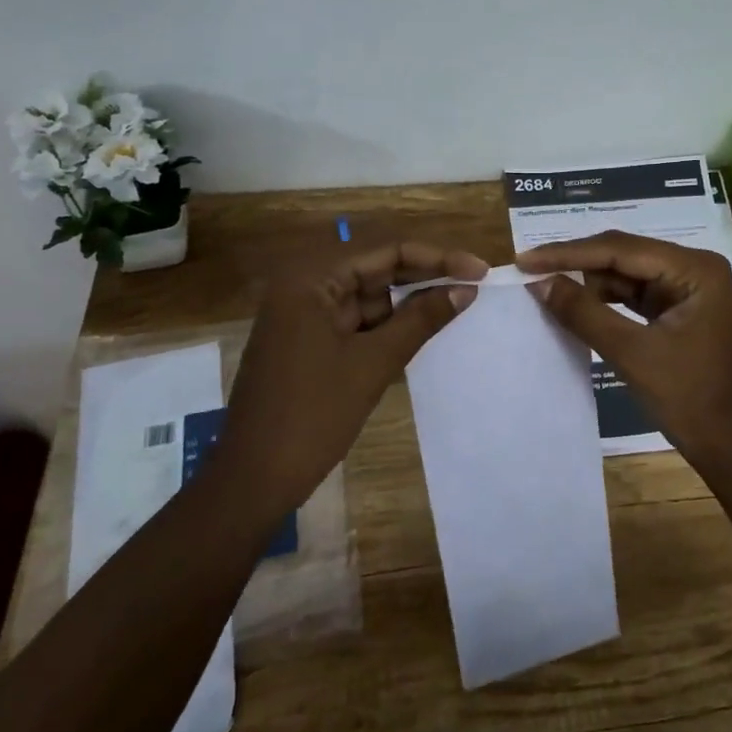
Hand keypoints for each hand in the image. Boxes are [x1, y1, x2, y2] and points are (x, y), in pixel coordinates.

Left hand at [215, 241, 487, 526]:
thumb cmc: (312, 416)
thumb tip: (466, 289)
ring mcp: (304, 315)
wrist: (253, 480)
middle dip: (425, 276)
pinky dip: (389, 325)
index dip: (437, 257)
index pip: (385, 251)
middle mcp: (305, 286)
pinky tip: (424, 327)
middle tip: (474, 284)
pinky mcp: (309, 342)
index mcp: (311, 279)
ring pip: (369, 296)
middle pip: (376, 268)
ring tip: (458, 303)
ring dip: (409, 301)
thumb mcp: (373, 364)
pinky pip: (357, 321)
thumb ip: (421, 320)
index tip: (479, 270)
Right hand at [516, 231, 731, 473]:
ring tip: (543, 286)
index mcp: (694, 269)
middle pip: (623, 255)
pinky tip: (573, 304)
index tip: (525, 259)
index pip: (620, 249)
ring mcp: (686, 289)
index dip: (569, 254)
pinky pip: (632, 295)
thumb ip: (584, 313)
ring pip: (625, 275)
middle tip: (528, 269)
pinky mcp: (677, 310)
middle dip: (576, 264)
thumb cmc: (691, 399)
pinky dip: (603, 301)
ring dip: (587, 283)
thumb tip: (538, 282)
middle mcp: (692, 268)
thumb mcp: (632, 354)